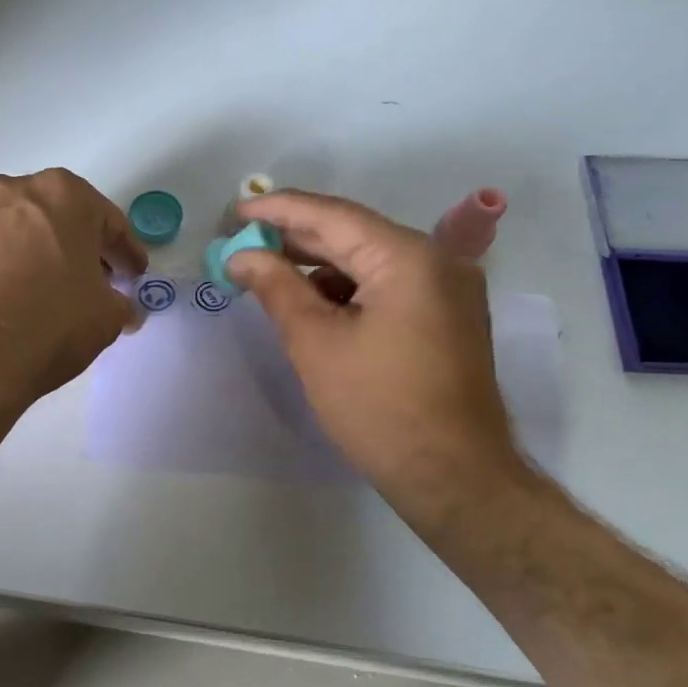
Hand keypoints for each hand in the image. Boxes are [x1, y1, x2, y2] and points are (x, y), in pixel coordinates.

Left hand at [0, 169, 146, 419]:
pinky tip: (7, 300)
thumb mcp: (105, 319)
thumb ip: (121, 305)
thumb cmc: (47, 323)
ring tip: (46, 292)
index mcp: (64, 194)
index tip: (134, 274)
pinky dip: (0, 267)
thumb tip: (122, 309)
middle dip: (79, 247)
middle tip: (94, 281)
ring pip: (17, 230)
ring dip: (36, 254)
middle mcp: (13, 189)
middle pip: (59, 217)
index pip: (108, 222)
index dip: (126, 252)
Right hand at [225, 190, 536, 528]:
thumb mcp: (316, 344)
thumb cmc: (379, 407)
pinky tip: (314, 303)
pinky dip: (349, 289)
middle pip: (354, 234)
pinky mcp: (448, 315)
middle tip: (242, 240)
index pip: (332, 216)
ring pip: (371, 261)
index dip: (278, 210)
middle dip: (296, 238)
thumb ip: (276, 288)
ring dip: (321, 266)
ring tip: (269, 274)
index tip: (233, 210)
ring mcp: (448, 288)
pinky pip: (389, 285)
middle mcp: (436, 260)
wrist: (453, 476)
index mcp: (408, 257)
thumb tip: (241, 255)